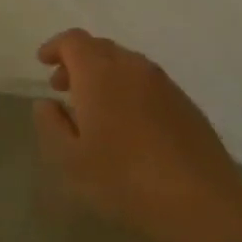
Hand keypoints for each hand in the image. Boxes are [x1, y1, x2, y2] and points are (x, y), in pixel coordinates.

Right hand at [33, 30, 241, 241]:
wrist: (198, 200)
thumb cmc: (123, 179)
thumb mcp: (70, 159)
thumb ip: (51, 124)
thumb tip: (47, 103)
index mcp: (100, 74)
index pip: (74, 41)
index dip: (55, 47)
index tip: (43, 63)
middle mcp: (133, 67)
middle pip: (101, 48)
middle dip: (77, 62)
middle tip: (62, 88)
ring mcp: (164, 83)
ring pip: (126, 64)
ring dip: (104, 76)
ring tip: (93, 109)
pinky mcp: (185, 102)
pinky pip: (148, 83)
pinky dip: (128, 90)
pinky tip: (127, 124)